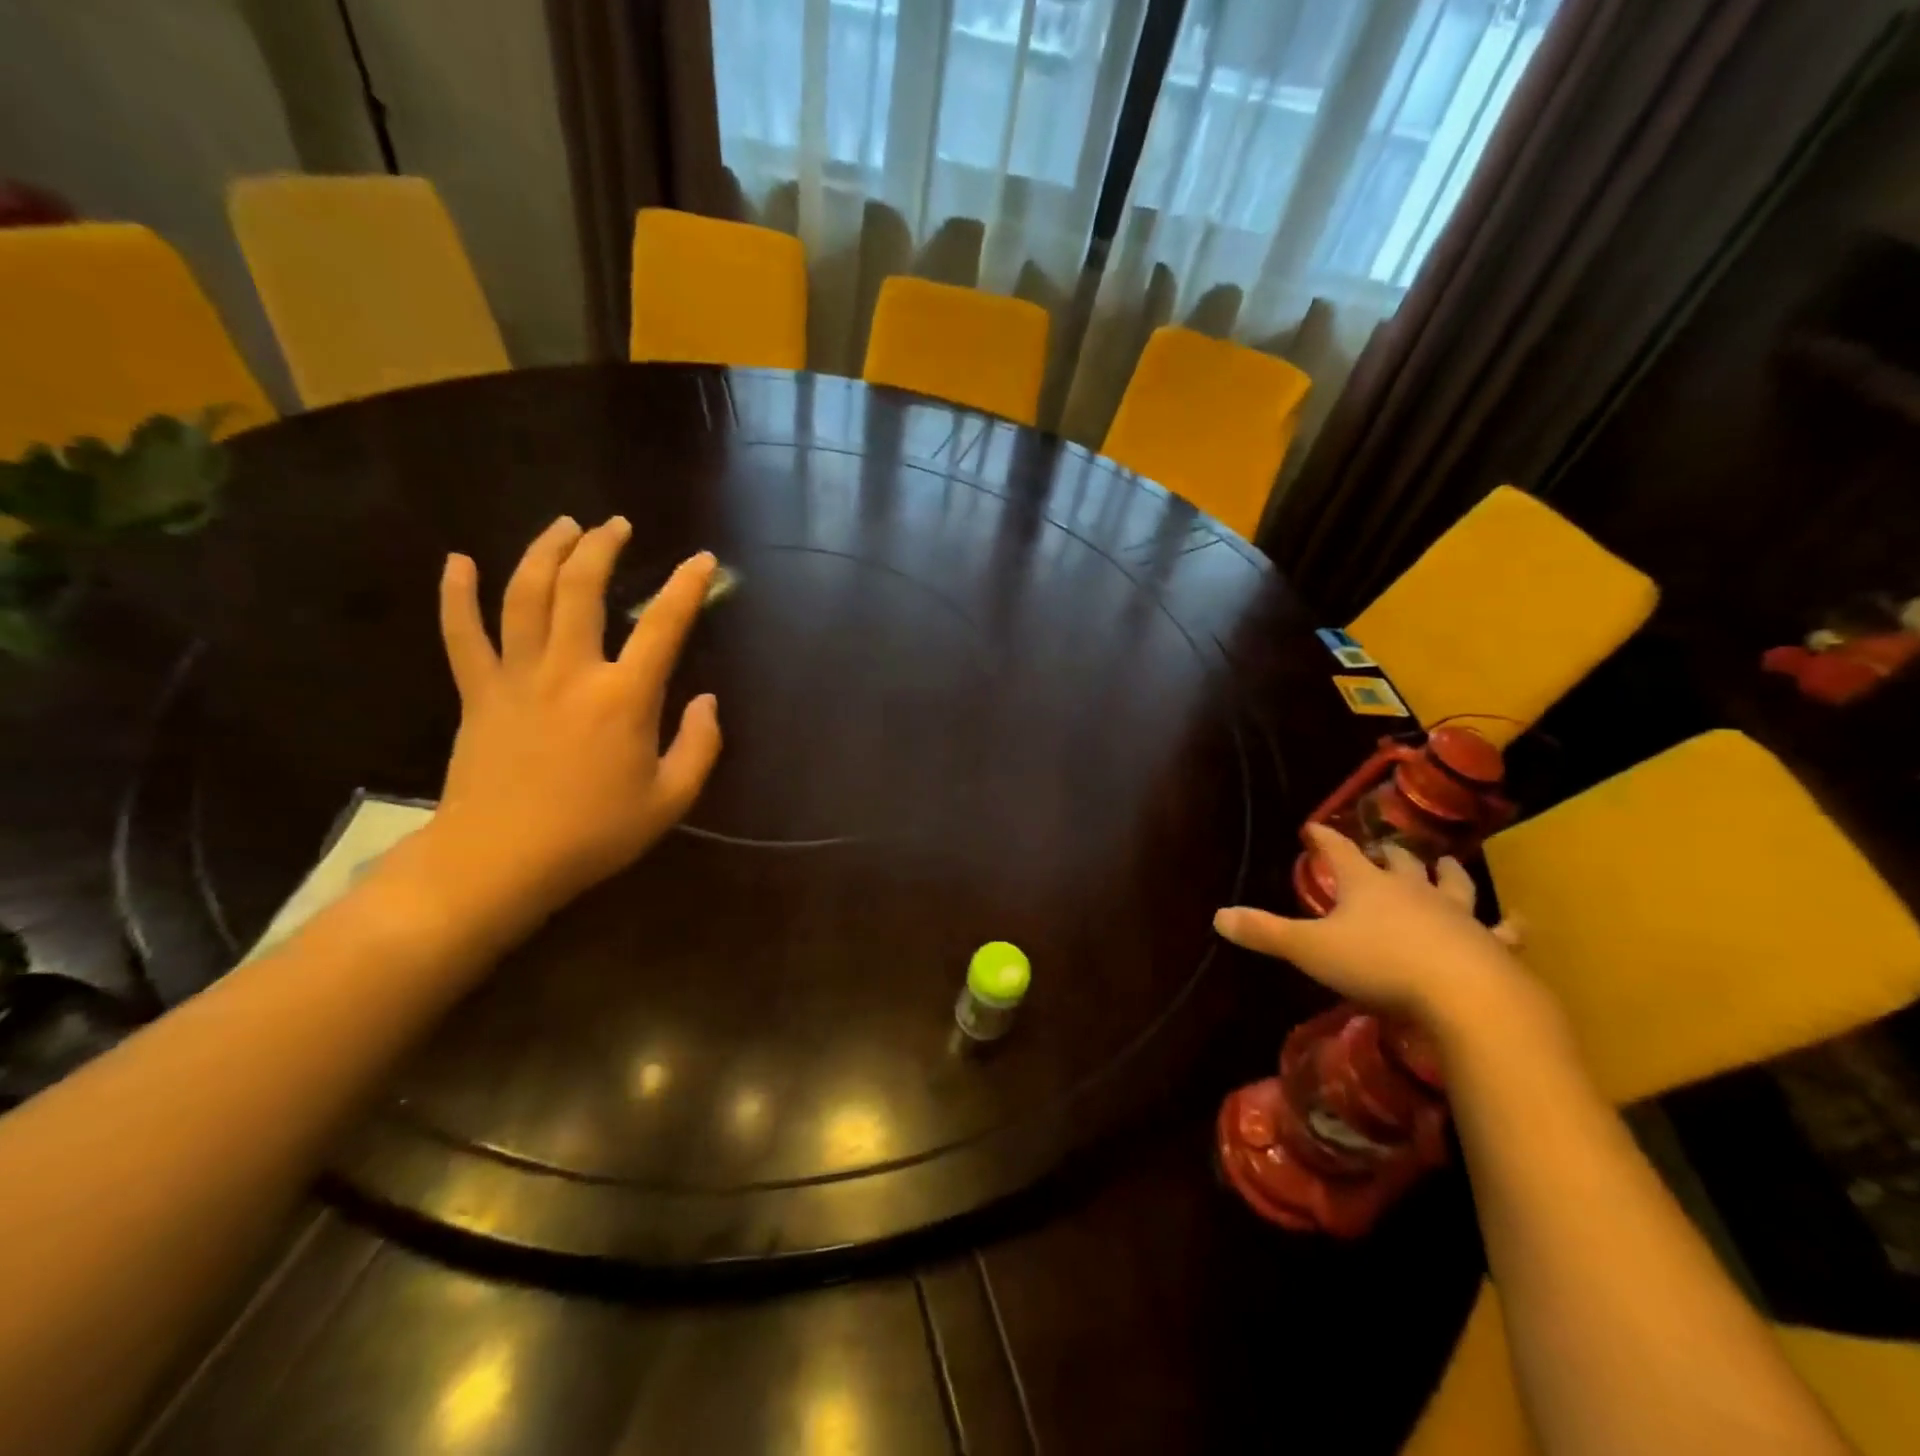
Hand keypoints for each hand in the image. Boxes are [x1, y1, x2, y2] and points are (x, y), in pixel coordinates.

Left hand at [429, 516, 721, 915]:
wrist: (499, 862)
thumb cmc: (594, 833)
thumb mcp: (670, 799)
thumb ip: (700, 746)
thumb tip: (707, 701)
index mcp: (624, 697)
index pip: (664, 625)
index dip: (687, 586)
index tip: (702, 560)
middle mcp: (570, 671)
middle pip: (582, 589)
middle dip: (602, 547)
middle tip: (617, 526)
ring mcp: (516, 677)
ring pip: (524, 595)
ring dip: (545, 552)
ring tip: (562, 525)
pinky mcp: (477, 693)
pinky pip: (462, 634)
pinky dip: (456, 595)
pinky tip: (457, 561)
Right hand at [1213, 826, 1526, 1028]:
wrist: (1467, 996)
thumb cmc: (1380, 965)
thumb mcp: (1310, 950)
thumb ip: (1265, 932)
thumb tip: (1218, 916)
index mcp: (1367, 885)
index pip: (1339, 851)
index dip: (1324, 839)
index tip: (1314, 827)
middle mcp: (1413, 890)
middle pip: (1399, 862)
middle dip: (1389, 853)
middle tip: (1384, 848)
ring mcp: (1456, 915)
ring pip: (1451, 884)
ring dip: (1446, 874)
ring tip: (1446, 864)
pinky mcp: (1489, 945)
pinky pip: (1500, 931)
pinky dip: (1506, 926)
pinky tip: (1516, 924)